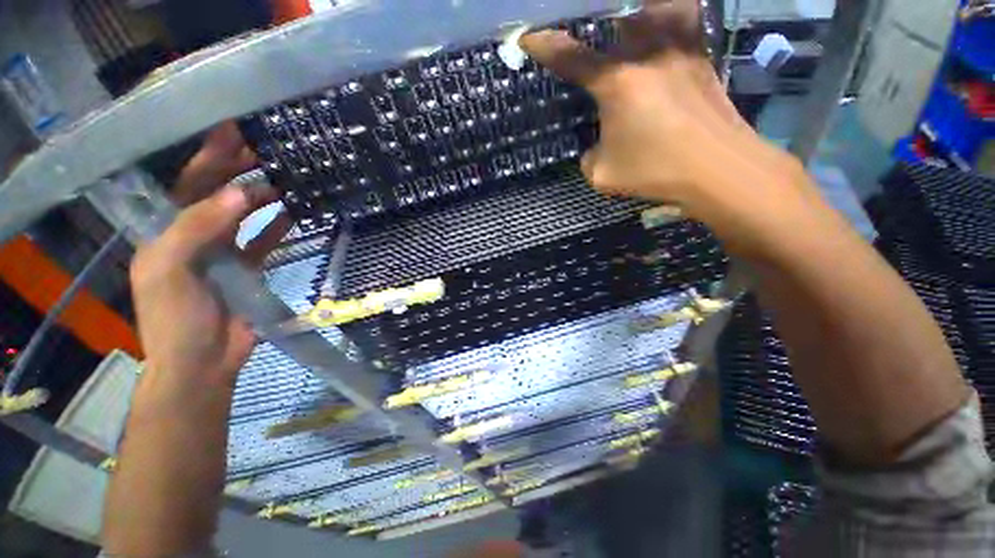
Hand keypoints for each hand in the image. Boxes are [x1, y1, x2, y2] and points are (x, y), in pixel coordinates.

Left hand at [129, 124, 289, 384]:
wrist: (202, 361)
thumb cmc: (175, 317)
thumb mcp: (170, 268)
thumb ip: (199, 227)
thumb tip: (242, 193)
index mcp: (167, 230)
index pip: (189, 183)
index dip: (209, 156)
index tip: (233, 130)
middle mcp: (195, 234)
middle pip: (219, 194)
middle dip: (239, 169)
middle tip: (267, 147)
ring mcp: (224, 251)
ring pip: (246, 214)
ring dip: (264, 196)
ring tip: (287, 176)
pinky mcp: (249, 267)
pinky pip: (265, 239)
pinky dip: (279, 226)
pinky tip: (294, 211)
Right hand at [521, 0, 800, 227]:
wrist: (718, 169)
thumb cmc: (656, 172)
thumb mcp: (603, 175)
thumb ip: (589, 158)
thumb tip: (593, 148)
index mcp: (618, 83)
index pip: (572, 58)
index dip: (546, 46)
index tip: (528, 37)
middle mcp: (648, 55)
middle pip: (616, 17)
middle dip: (595, 17)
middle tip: (584, 21)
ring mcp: (680, 50)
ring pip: (656, 9)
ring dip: (636, 12)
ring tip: (624, 22)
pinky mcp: (701, 57)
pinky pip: (683, 20)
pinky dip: (670, 15)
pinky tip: (661, 29)